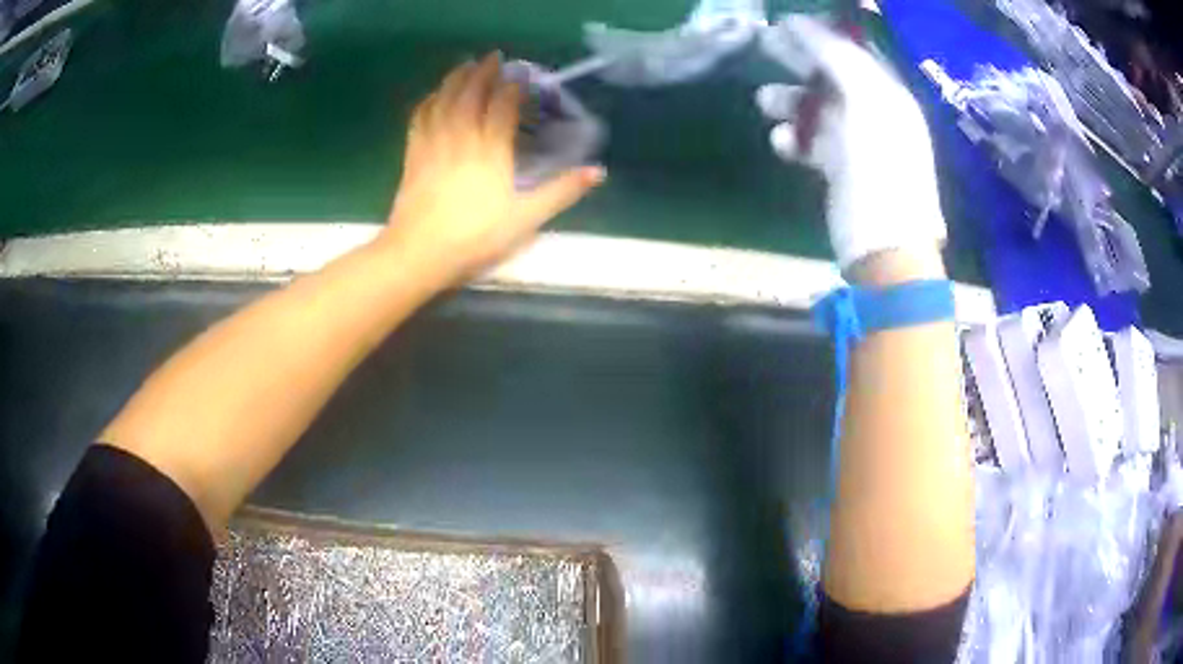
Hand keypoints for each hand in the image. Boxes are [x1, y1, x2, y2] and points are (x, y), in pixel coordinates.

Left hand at [382, 53, 605, 280]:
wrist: (418, 254)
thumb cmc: (474, 238)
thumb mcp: (526, 220)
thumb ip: (561, 192)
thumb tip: (598, 171)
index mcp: (491, 150)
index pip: (503, 106)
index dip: (513, 87)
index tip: (521, 75)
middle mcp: (462, 138)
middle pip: (471, 94)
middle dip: (483, 72)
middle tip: (493, 57)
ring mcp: (434, 144)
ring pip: (444, 100)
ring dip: (456, 79)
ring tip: (466, 65)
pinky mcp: (414, 155)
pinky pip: (421, 118)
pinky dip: (429, 101)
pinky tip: (434, 96)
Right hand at [756, 17, 945, 273]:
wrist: (886, 250)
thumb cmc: (882, 173)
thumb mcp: (867, 104)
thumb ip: (837, 58)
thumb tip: (798, 22)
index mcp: (890, 95)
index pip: (856, 51)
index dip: (823, 33)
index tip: (785, 22)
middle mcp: (877, 114)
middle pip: (834, 75)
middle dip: (800, 59)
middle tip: (764, 43)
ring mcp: (859, 143)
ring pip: (819, 109)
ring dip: (791, 101)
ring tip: (765, 101)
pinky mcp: (841, 171)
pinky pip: (813, 142)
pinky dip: (794, 138)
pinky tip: (781, 142)